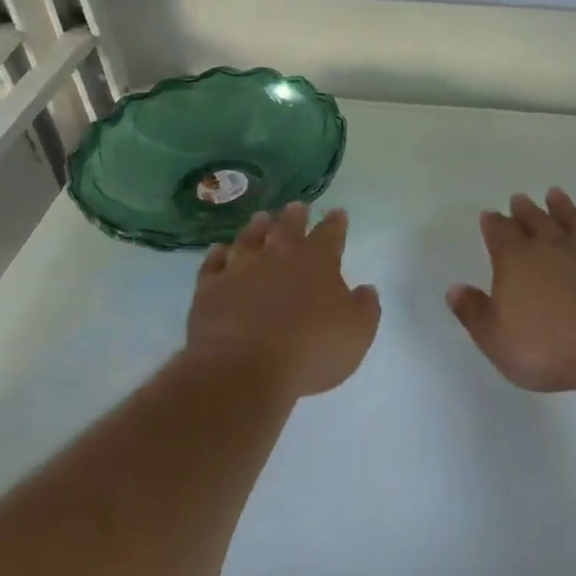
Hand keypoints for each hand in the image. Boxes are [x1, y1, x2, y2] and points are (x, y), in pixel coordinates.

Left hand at [187, 202, 380, 399]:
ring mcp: (240, 269)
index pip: (330, 233)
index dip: (335, 223)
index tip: (338, 212)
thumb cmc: (310, 351)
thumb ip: (365, 307)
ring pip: (249, 238)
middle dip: (295, 215)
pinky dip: (218, 254)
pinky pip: (213, 264)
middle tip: (297, 206)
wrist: (243, 369)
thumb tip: (366, 289)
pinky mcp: (210, 288)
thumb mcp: (357, 334)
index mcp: (317, 261)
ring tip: (261, 218)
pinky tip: (219, 250)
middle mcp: (278, 256)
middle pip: (287, 227)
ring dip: (257, 227)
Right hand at [447, 188, 575, 393]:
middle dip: (524, 210)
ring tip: (555, 195)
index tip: (490, 214)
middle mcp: (550, 245)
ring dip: (562, 207)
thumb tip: (454, 288)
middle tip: (519, 198)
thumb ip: (473, 312)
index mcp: (516, 261)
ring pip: (571, 219)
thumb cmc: (548, 349)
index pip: (500, 234)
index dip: (493, 224)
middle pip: (534, 220)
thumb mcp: (496, 340)